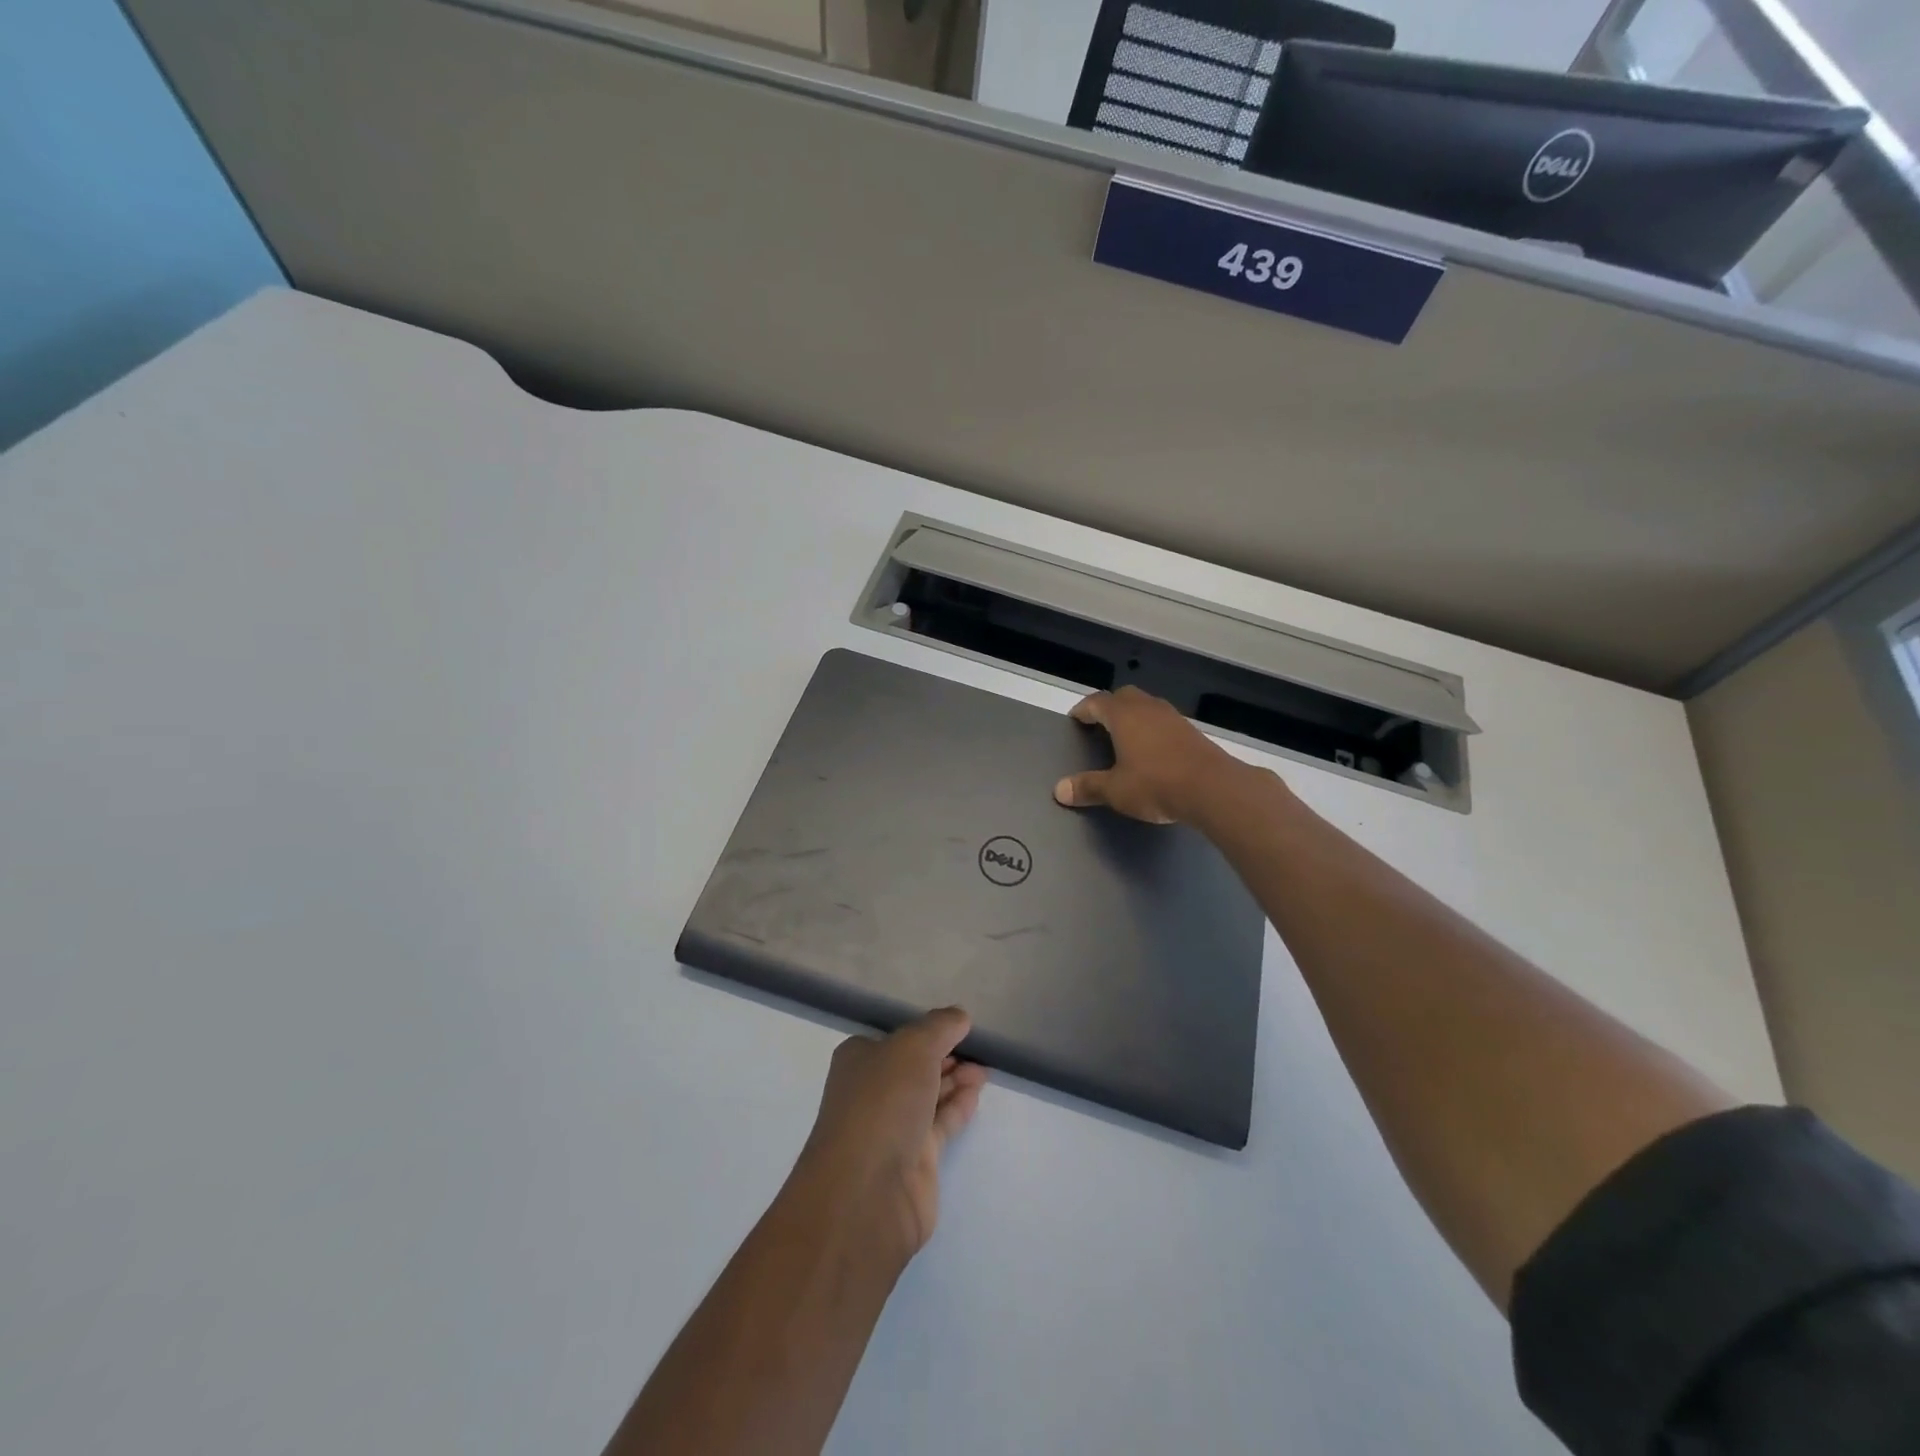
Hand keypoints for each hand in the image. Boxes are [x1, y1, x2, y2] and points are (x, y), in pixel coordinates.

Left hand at [792, 1009, 987, 1263]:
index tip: (959, 1027)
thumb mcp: (913, 1047)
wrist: (867, 1193)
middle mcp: (871, 1091)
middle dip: (945, 1056)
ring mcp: (890, 1128)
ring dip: (956, 1080)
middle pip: (914, 1066)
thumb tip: (959, 1016)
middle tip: (979, 1048)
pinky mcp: (912, 1161)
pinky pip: (939, 1124)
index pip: (896, 1037)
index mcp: (859, 1059)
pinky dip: (958, 1107)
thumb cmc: (882, 1104)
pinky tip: (977, 1093)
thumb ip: (939, 1027)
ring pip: (928, 1095)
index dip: (927, 1032)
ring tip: (985, 1069)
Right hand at [1053, 686, 1255, 823]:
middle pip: (1124, 696)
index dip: (1083, 709)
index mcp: (1124, 716)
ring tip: (1125, 736)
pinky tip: (1153, 750)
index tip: (1075, 719)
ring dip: (1134, 716)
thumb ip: (1088, 787)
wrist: (1213, 789)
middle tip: (1099, 724)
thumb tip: (1059, 790)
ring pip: (1147, 706)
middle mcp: (1148, 708)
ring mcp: (1173, 718)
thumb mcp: (1115, 790)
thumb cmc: (1156, 784)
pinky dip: (1153, 729)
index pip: (1097, 702)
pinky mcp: (1192, 732)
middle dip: (1109, 707)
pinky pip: (1164, 722)